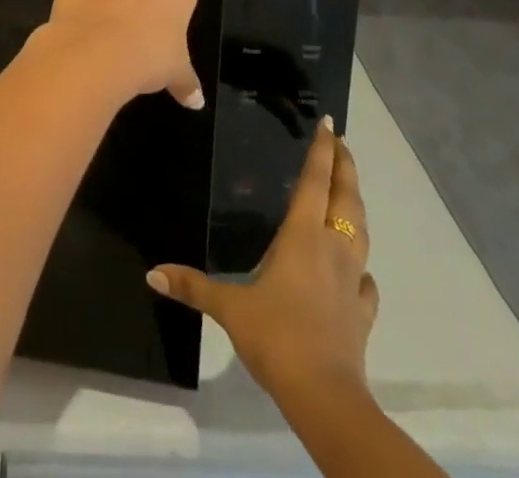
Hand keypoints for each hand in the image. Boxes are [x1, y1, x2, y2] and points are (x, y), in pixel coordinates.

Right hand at [148, 118, 376, 399]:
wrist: (324, 395)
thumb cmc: (276, 336)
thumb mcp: (229, 308)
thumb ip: (193, 286)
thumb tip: (152, 273)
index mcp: (303, 235)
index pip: (315, 181)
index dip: (322, 151)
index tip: (329, 124)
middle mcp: (332, 248)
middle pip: (345, 197)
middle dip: (345, 167)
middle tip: (342, 144)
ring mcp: (352, 280)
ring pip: (361, 231)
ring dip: (356, 206)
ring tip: (349, 192)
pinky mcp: (362, 312)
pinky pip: (367, 282)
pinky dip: (363, 269)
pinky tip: (359, 271)